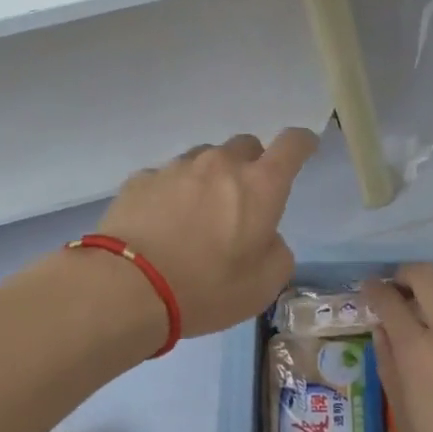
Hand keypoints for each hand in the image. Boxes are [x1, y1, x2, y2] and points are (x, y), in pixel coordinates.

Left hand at [95, 129, 319, 335]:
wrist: (128, 287)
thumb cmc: (206, 289)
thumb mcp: (263, 286)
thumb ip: (276, 252)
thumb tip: (265, 236)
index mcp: (259, 186)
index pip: (292, 144)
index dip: (302, 143)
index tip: (304, 147)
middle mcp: (220, 164)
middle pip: (246, 146)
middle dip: (250, 166)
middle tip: (242, 202)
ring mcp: (177, 167)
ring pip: (204, 160)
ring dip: (209, 179)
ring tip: (196, 217)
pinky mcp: (142, 178)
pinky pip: (167, 177)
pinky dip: (172, 194)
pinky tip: (161, 225)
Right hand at [369, 263, 432, 431]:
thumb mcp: (403, 414)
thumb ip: (389, 364)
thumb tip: (382, 330)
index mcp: (418, 352)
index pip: (389, 300)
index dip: (374, 289)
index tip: (369, 289)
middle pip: (425, 275)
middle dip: (405, 273)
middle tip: (399, 286)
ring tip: (432, 294)